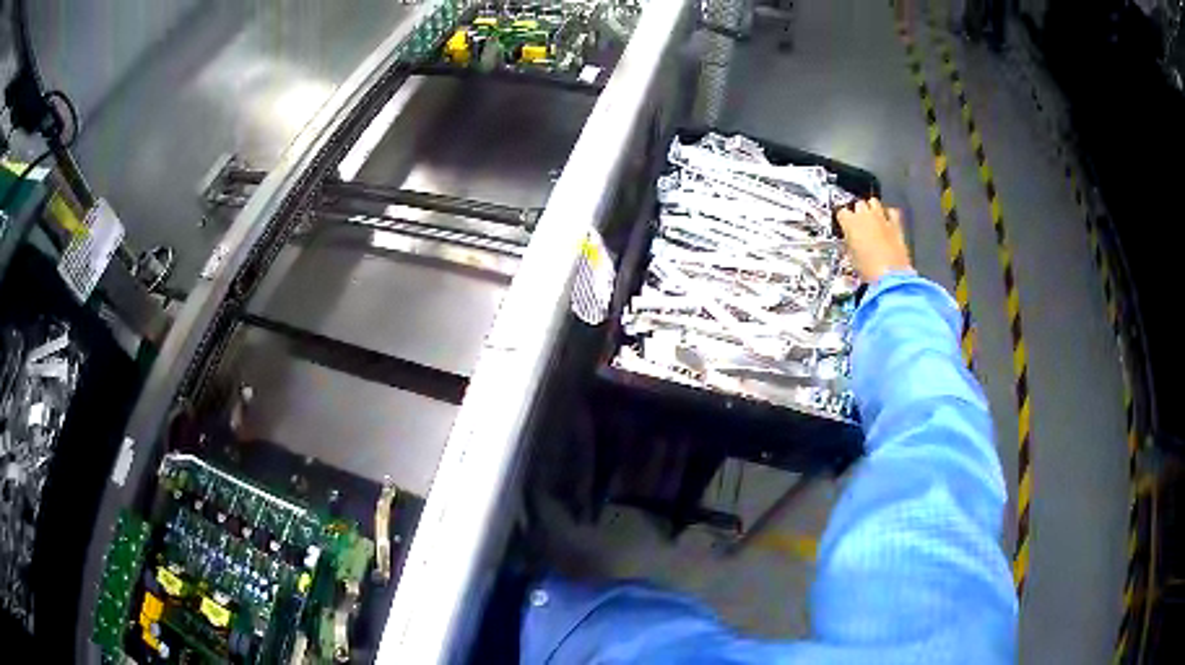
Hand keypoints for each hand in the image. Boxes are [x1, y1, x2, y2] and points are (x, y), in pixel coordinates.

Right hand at [837, 198, 912, 283]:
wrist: (890, 277)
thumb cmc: (868, 270)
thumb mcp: (851, 257)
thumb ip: (850, 243)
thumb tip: (851, 241)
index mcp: (850, 223)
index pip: (842, 212)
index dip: (843, 219)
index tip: (845, 225)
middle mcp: (865, 215)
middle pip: (858, 204)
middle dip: (858, 212)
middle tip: (859, 224)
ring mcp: (882, 218)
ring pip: (874, 202)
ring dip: (872, 209)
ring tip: (873, 220)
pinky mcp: (896, 224)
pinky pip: (892, 211)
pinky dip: (889, 215)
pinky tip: (888, 222)